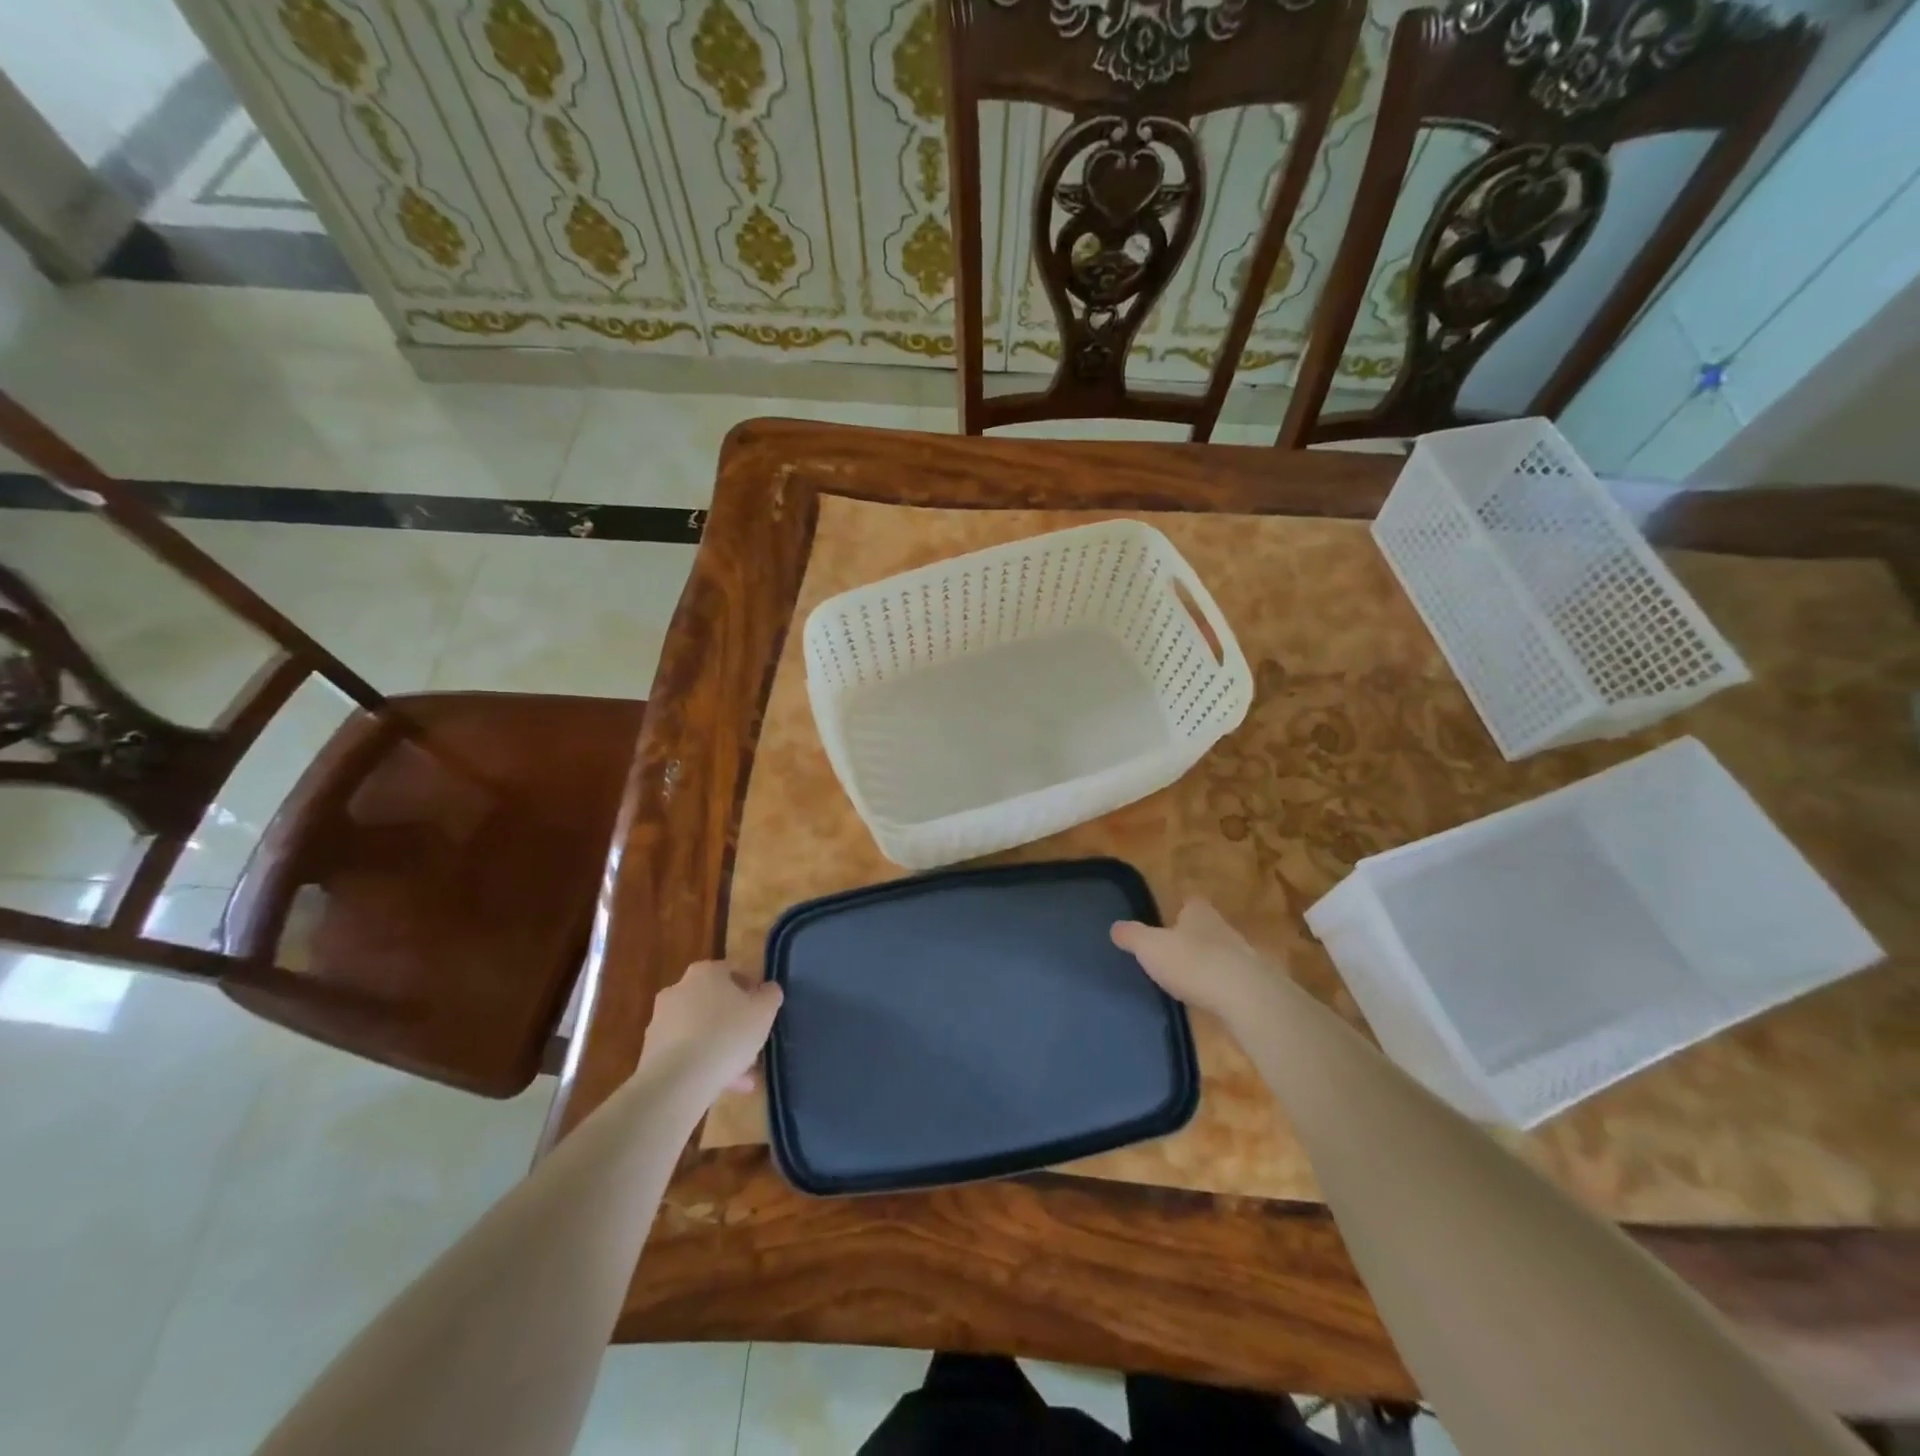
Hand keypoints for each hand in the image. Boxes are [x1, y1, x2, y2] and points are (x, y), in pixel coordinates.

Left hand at [636, 961, 783, 1110]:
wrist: (678, 1081)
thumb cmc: (727, 1034)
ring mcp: (661, 1022)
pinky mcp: (651, 1052)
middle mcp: (678, 990)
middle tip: (752, 1042)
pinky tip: (723, 1086)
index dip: (751, 990)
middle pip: (714, 1002)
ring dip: (720, 1047)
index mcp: (705, 972)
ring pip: (700, 1031)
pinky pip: (686, 1054)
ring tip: (742, 1075)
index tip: (763, 1010)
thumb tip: (768, 990)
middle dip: (734, 1022)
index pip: (732, 972)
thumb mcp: (764, 1011)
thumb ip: (770, 995)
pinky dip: (703, 1065)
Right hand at [1112, 898, 1285, 1028]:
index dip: (1180, 909)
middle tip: (1173, 951)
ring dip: (1208, 963)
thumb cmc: (1193, 962)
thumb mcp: (1150, 947)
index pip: (1191, 902)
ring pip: (1221, 953)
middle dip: (1193, 936)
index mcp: (1199, 913)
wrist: (1245, 997)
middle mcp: (1223, 928)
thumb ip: (1132, 936)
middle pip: (1207, 927)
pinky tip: (1208, 999)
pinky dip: (1220, 986)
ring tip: (1188, 978)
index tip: (1169, 919)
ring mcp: (1243, 957)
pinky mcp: (1253, 985)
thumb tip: (1115, 927)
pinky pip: (1231, 980)